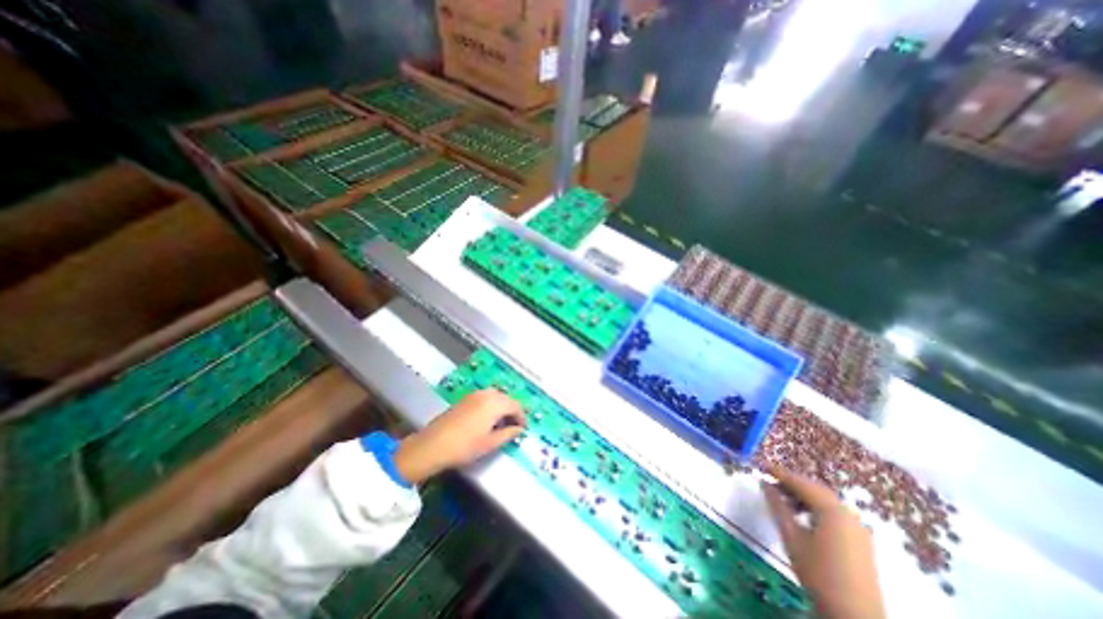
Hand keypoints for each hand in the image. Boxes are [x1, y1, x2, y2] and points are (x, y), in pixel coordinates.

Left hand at [392, 390, 523, 485]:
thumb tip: (519, 430)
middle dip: (513, 411)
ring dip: (503, 407)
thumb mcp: (490, 443)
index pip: (516, 406)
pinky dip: (492, 405)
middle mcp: (487, 394)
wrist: (433, 445)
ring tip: (502, 423)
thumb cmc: (464, 446)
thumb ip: (508, 434)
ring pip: (496, 396)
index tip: (523, 429)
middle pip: (507, 398)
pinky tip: (488, 419)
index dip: (522, 417)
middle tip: (514, 426)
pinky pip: (486, 397)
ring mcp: (475, 394)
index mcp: (495, 403)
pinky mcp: (466, 398)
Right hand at [760, 465, 885, 618]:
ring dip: (801, 495)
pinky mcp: (859, 539)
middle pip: (814, 488)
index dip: (778, 472)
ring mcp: (857, 526)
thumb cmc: (818, 573)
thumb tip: (764, 483)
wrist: (855, 617)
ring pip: (823, 500)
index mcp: (832, 510)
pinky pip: (832, 512)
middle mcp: (847, 512)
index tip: (759, 464)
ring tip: (780, 497)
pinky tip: (800, 513)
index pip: (800, 482)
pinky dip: (814, 507)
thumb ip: (777, 505)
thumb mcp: (791, 536)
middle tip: (767, 479)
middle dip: (790, 482)